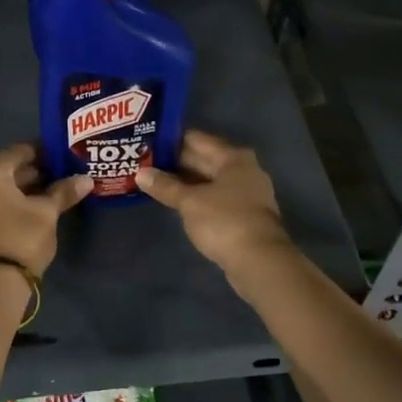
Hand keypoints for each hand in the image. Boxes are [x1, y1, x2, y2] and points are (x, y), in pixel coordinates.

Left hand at [0, 143, 91, 274]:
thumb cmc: (21, 236)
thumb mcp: (47, 212)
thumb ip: (64, 192)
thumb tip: (86, 179)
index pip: (19, 151)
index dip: (43, 152)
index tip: (61, 156)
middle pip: (7, 171)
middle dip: (33, 173)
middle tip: (59, 176)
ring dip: (21, 191)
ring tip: (49, 196)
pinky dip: (9, 206)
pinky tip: (30, 213)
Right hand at [136, 130, 291, 276]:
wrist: (259, 261)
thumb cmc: (224, 221)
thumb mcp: (190, 202)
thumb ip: (165, 186)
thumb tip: (141, 173)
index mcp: (233, 158)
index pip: (196, 139)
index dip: (170, 140)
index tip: (147, 142)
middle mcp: (243, 170)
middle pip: (204, 159)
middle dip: (175, 162)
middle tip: (144, 162)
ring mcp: (246, 193)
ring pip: (208, 180)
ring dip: (184, 182)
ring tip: (154, 180)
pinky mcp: (243, 214)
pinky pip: (214, 197)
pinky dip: (196, 197)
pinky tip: (175, 201)